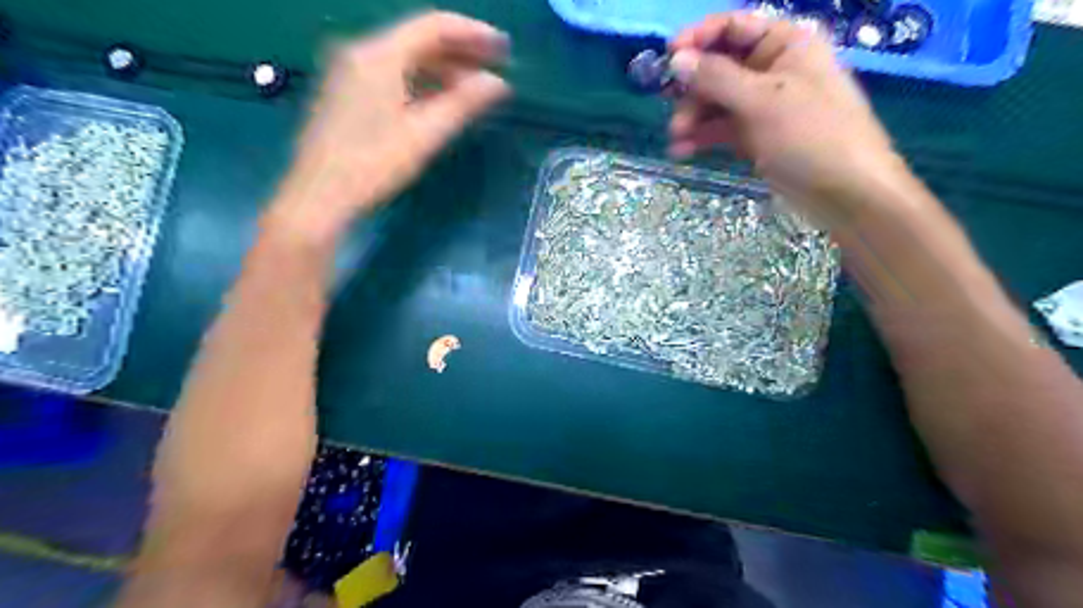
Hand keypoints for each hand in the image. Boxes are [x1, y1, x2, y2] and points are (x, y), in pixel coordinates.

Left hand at [272, 11, 507, 242]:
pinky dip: (421, 81)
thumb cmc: (373, 166)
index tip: (505, 49)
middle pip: (419, 39)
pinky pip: (392, 73)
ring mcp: (350, 70)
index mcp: (378, 55)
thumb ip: (462, 104)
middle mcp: (361, 51)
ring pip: (406, 58)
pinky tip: (441, 99)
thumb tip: (497, 83)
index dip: (474, 33)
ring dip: (443, 69)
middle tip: (496, 70)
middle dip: (461, 52)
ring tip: (475, 89)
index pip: (434, 26)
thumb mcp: (424, 135)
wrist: (318, 196)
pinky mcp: (347, 90)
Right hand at [670, 13, 906, 225]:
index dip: (698, 39)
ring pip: (717, 102)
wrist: (845, 192)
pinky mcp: (756, 136)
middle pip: (719, 68)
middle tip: (672, 113)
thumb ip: (716, 78)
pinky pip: (722, 129)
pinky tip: (683, 151)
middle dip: (693, 90)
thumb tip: (677, 60)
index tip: (668, 58)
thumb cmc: (811, 134)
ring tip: (676, 139)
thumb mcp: (762, 101)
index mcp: (785, 44)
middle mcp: (772, 69)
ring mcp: (763, 106)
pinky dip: (703, 137)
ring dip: (693, 118)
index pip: (733, 27)